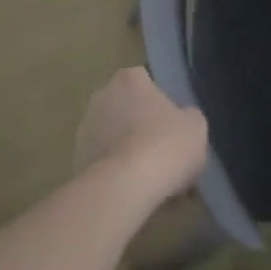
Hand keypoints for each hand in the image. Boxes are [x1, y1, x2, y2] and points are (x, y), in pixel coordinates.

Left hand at [74, 67, 208, 207]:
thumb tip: (183, 121)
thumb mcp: (196, 127)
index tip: (171, 128)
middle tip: (159, 152)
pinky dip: (111, 173)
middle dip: (138, 125)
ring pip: (110, 136)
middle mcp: (102, 94)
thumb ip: (188, 117)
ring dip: (123, 149)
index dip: (160, 105)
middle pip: (125, 107)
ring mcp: (84, 128)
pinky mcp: (74, 161)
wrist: (123, 188)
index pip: (146, 83)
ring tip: (144, 178)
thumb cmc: (164, 145)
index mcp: (130, 77)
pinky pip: (100, 163)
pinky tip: (128, 191)